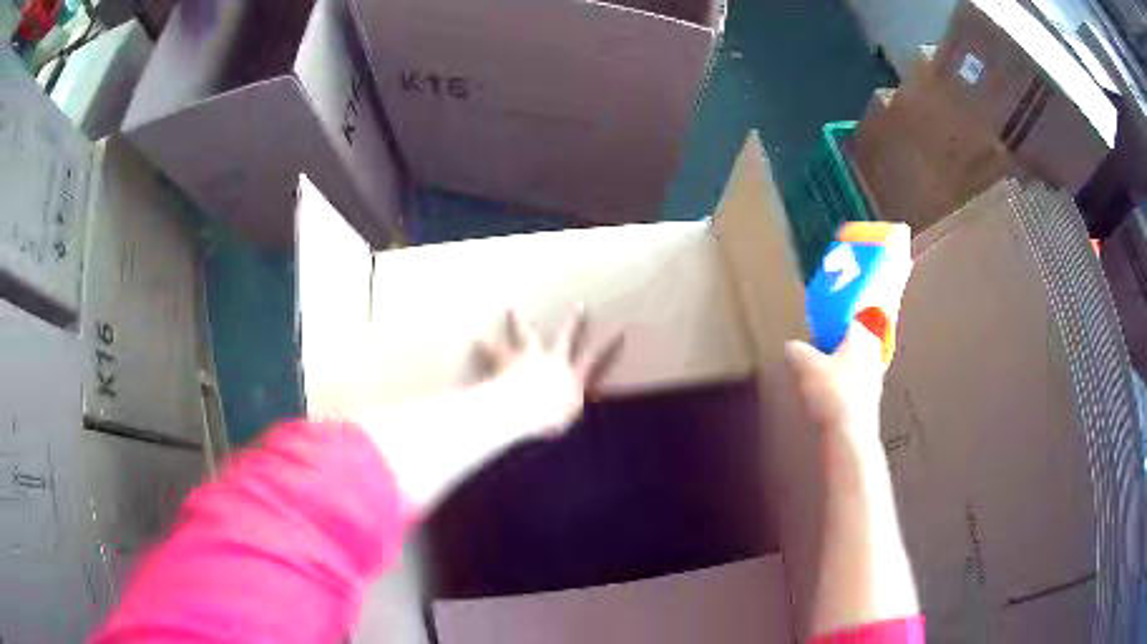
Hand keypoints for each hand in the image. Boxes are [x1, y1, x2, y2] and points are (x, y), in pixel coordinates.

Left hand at [476, 307, 624, 438]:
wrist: (521, 409)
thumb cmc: (547, 419)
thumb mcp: (564, 419)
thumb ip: (567, 410)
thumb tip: (569, 410)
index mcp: (572, 375)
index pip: (595, 358)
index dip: (609, 343)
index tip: (621, 328)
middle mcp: (553, 361)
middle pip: (564, 337)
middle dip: (574, 322)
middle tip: (580, 304)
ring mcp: (529, 358)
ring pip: (525, 335)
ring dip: (519, 320)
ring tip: (513, 306)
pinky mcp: (506, 361)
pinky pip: (494, 351)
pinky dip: (485, 345)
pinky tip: (476, 337)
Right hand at [784, 324, 885, 449]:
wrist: (848, 435)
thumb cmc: (833, 394)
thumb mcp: (803, 365)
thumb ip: (795, 350)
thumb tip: (792, 348)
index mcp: (862, 336)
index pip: (841, 321)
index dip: (822, 328)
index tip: (809, 337)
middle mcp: (873, 353)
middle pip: (844, 344)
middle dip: (825, 352)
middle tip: (809, 363)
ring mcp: (874, 378)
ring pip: (846, 366)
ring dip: (830, 373)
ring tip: (814, 386)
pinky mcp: (869, 400)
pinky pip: (849, 386)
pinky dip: (836, 390)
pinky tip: (824, 402)